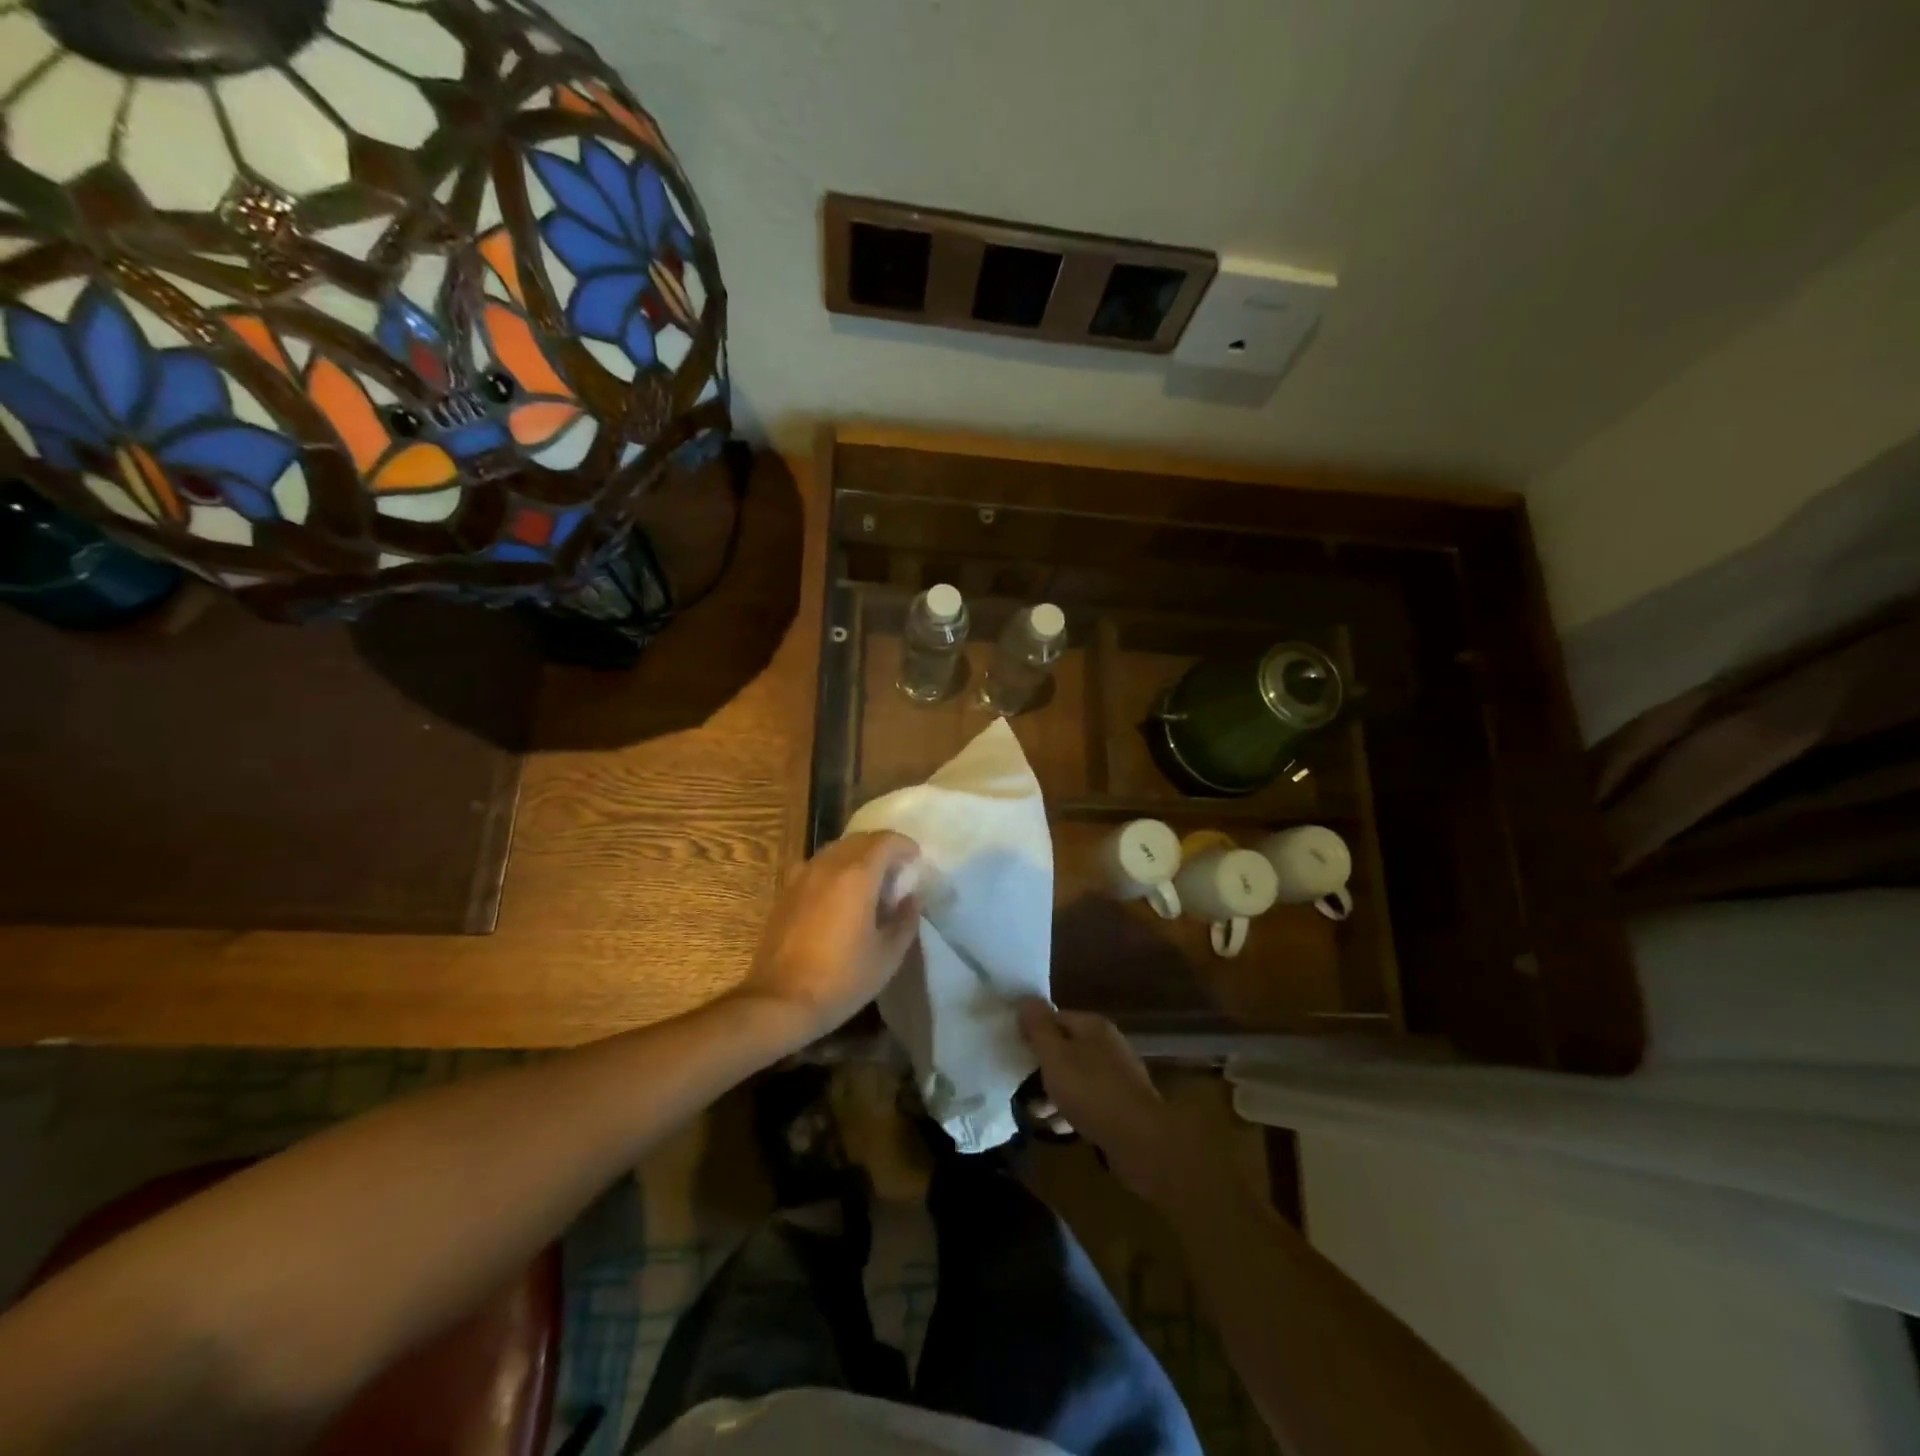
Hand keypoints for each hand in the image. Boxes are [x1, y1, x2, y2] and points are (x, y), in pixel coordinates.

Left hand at [734, 832, 922, 1048]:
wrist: (780, 1001)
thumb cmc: (841, 979)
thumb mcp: (888, 955)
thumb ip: (905, 920)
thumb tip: (911, 897)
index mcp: (857, 875)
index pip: (885, 840)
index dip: (904, 845)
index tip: (916, 858)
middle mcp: (828, 865)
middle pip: (859, 839)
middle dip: (882, 848)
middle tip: (896, 870)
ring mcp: (802, 876)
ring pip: (835, 849)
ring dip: (857, 856)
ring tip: (870, 881)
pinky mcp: (786, 891)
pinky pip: (816, 865)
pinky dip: (834, 868)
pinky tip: (838, 894)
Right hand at [1017, 1000, 1227, 1211]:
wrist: (1142, 1142)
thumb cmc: (1092, 1092)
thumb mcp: (1055, 1057)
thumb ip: (1038, 1028)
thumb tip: (1026, 1000)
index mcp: (1093, 1026)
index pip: (1055, 1018)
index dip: (1033, 1032)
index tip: (1014, 1052)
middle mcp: (1108, 1045)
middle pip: (1065, 1049)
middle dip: (1042, 1068)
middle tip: (1021, 1087)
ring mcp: (1118, 1077)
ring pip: (1076, 1078)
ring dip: (1054, 1094)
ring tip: (1037, 1114)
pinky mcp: (1122, 1106)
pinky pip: (1089, 1102)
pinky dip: (1073, 1112)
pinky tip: (1060, 1129)